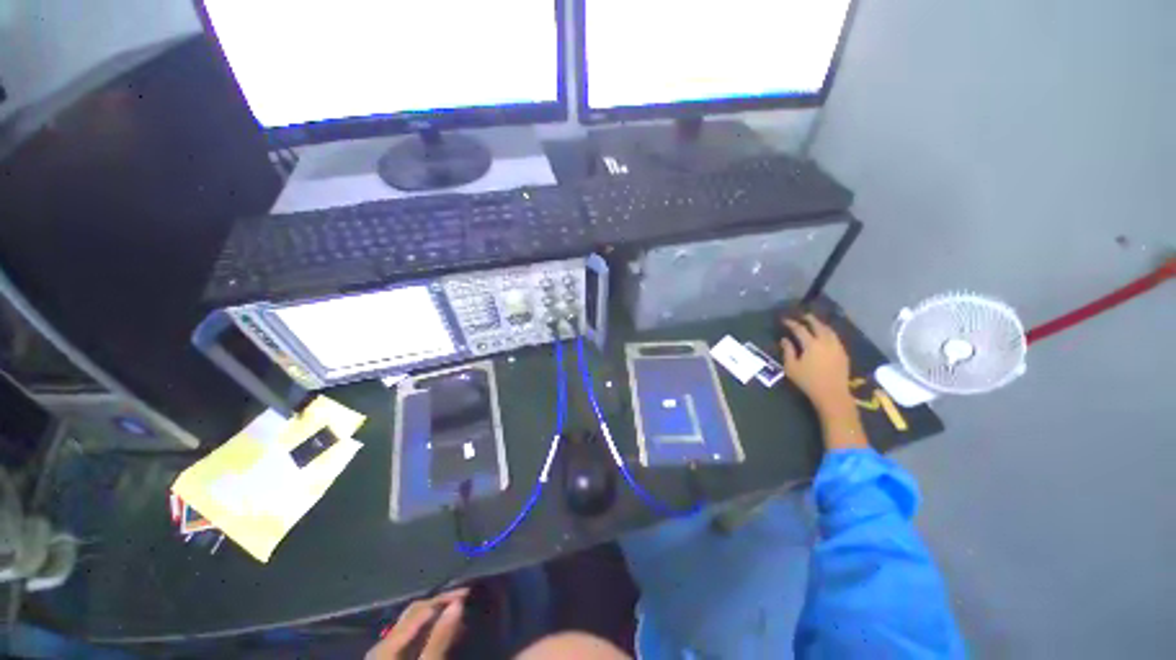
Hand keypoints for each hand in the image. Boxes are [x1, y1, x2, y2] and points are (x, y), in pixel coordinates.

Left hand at [366, 589, 468, 659]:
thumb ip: (440, 639)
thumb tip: (458, 603)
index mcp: (388, 645)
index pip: (422, 608)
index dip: (446, 598)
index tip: (470, 594)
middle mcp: (383, 644)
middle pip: (415, 613)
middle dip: (440, 604)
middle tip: (466, 600)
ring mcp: (383, 655)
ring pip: (412, 624)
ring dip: (435, 616)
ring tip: (457, 614)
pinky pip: (409, 637)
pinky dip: (427, 630)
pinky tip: (441, 633)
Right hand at [780, 314, 851, 413]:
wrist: (832, 394)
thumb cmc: (808, 381)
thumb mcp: (791, 367)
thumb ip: (788, 351)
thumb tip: (785, 340)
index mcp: (811, 344)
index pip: (800, 329)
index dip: (791, 323)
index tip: (785, 320)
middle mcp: (825, 342)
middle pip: (818, 325)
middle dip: (809, 319)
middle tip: (803, 316)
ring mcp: (837, 347)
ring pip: (829, 330)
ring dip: (821, 325)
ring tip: (815, 323)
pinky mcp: (843, 353)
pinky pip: (835, 338)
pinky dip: (828, 333)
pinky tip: (825, 336)